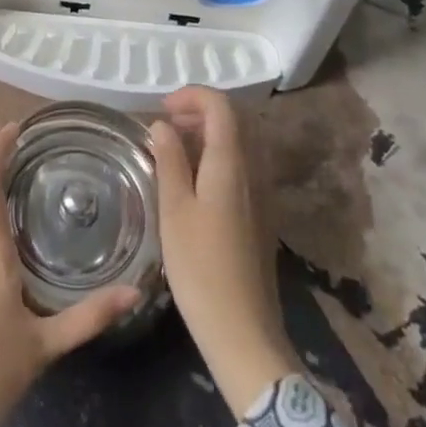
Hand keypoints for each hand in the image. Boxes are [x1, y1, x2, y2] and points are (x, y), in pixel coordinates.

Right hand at [152, 88, 301, 418]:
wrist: (244, 330)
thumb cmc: (200, 268)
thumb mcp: (174, 211)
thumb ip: (170, 161)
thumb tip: (162, 125)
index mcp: (232, 163)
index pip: (222, 106)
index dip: (192, 96)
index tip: (162, 108)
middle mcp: (255, 170)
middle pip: (237, 119)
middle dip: (201, 110)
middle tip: (167, 124)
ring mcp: (263, 192)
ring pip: (242, 142)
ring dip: (211, 133)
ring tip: (176, 148)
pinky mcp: (262, 214)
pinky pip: (245, 165)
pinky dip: (220, 155)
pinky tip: (196, 179)